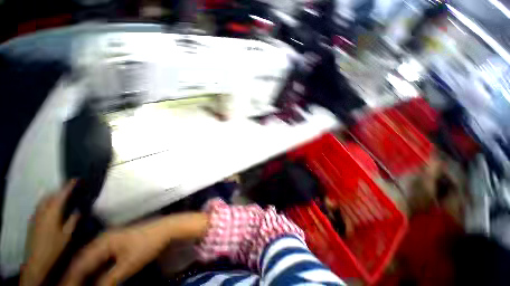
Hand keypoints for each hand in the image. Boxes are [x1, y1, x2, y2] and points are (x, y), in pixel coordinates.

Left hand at [21, 181, 79, 285]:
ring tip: (60, 197)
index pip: (61, 195)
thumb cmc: (54, 247)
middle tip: (69, 189)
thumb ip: (73, 221)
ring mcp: (35, 216)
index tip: (75, 179)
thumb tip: (78, 209)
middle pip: (50, 196)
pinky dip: (46, 203)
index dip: (68, 186)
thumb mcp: (67, 235)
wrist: (37, 260)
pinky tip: (50, 208)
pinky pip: (40, 206)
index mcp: (52, 213)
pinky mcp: (33, 221)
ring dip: (52, 196)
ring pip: (43, 200)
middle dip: (59, 191)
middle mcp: (42, 211)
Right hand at [60, 213, 208, 285]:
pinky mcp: (117, 243)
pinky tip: (92, 278)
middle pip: (82, 262)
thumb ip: (108, 280)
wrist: (165, 229)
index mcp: (101, 243)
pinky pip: (99, 258)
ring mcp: (109, 240)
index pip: (79, 265)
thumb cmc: (147, 245)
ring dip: (83, 274)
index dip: (70, 281)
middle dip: (74, 278)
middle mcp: (101, 240)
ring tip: (77, 285)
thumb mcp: (127, 265)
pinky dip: (93, 269)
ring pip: (89, 260)